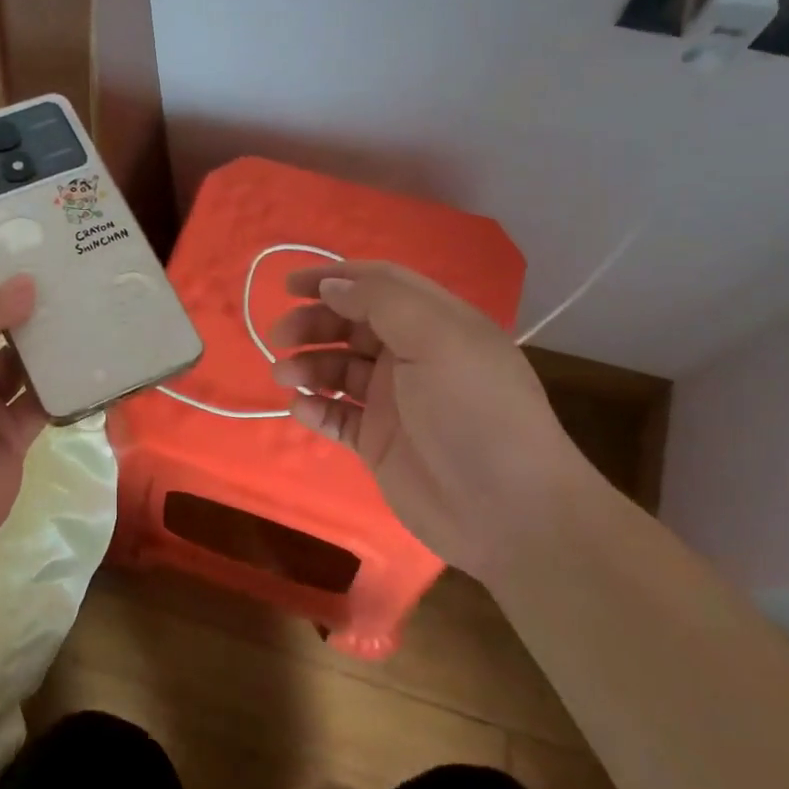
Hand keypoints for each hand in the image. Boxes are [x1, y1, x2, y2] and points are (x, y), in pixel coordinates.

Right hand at [268, 261, 594, 581]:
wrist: (508, 511)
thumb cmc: (475, 412)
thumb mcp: (437, 340)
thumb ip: (381, 303)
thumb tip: (332, 285)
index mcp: (435, 323)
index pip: (378, 284)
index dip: (335, 277)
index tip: (290, 284)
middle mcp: (412, 356)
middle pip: (350, 325)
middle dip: (313, 324)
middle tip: (280, 338)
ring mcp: (394, 401)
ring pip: (338, 370)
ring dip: (308, 367)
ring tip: (285, 378)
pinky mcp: (378, 442)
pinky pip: (336, 416)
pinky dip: (315, 409)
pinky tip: (300, 409)